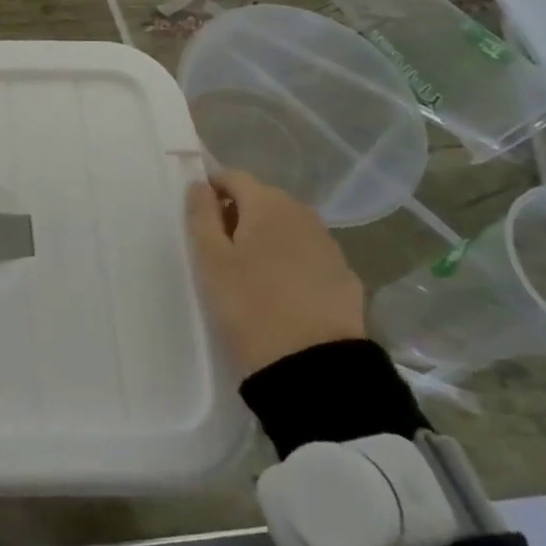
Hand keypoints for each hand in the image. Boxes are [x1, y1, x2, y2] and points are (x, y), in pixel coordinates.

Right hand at [184, 169, 364, 377]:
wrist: (314, 369)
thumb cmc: (248, 305)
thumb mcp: (209, 259)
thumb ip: (201, 214)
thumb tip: (200, 186)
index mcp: (268, 204)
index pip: (233, 177)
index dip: (212, 190)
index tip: (199, 219)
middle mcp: (303, 215)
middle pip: (263, 200)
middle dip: (239, 214)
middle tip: (220, 249)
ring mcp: (329, 246)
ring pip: (287, 228)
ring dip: (266, 238)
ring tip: (249, 272)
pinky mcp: (346, 278)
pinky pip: (308, 255)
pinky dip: (290, 261)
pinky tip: (281, 291)